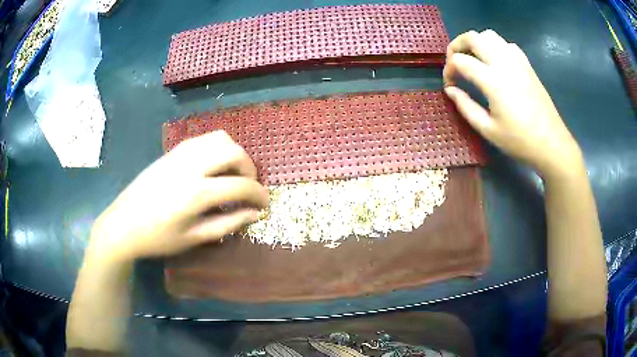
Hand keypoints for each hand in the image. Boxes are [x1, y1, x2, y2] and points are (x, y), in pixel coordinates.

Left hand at [86, 131, 268, 264]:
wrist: (123, 224)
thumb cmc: (158, 238)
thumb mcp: (194, 238)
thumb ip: (227, 224)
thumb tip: (254, 214)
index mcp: (197, 192)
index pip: (241, 186)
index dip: (259, 195)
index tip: (265, 204)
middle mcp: (191, 165)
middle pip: (234, 152)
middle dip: (249, 168)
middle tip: (248, 186)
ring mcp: (180, 154)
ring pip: (219, 138)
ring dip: (233, 153)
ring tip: (232, 173)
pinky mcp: (172, 151)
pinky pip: (202, 139)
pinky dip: (216, 148)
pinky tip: (212, 166)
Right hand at [443, 30, 582, 177]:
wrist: (552, 144)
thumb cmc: (520, 141)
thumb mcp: (488, 130)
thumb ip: (466, 107)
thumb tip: (450, 90)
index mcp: (492, 80)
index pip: (460, 61)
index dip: (448, 70)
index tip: (450, 85)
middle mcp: (503, 62)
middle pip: (472, 37)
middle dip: (456, 46)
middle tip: (454, 63)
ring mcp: (517, 60)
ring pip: (489, 35)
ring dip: (475, 43)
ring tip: (473, 60)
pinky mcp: (526, 64)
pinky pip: (505, 44)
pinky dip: (494, 47)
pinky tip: (495, 63)